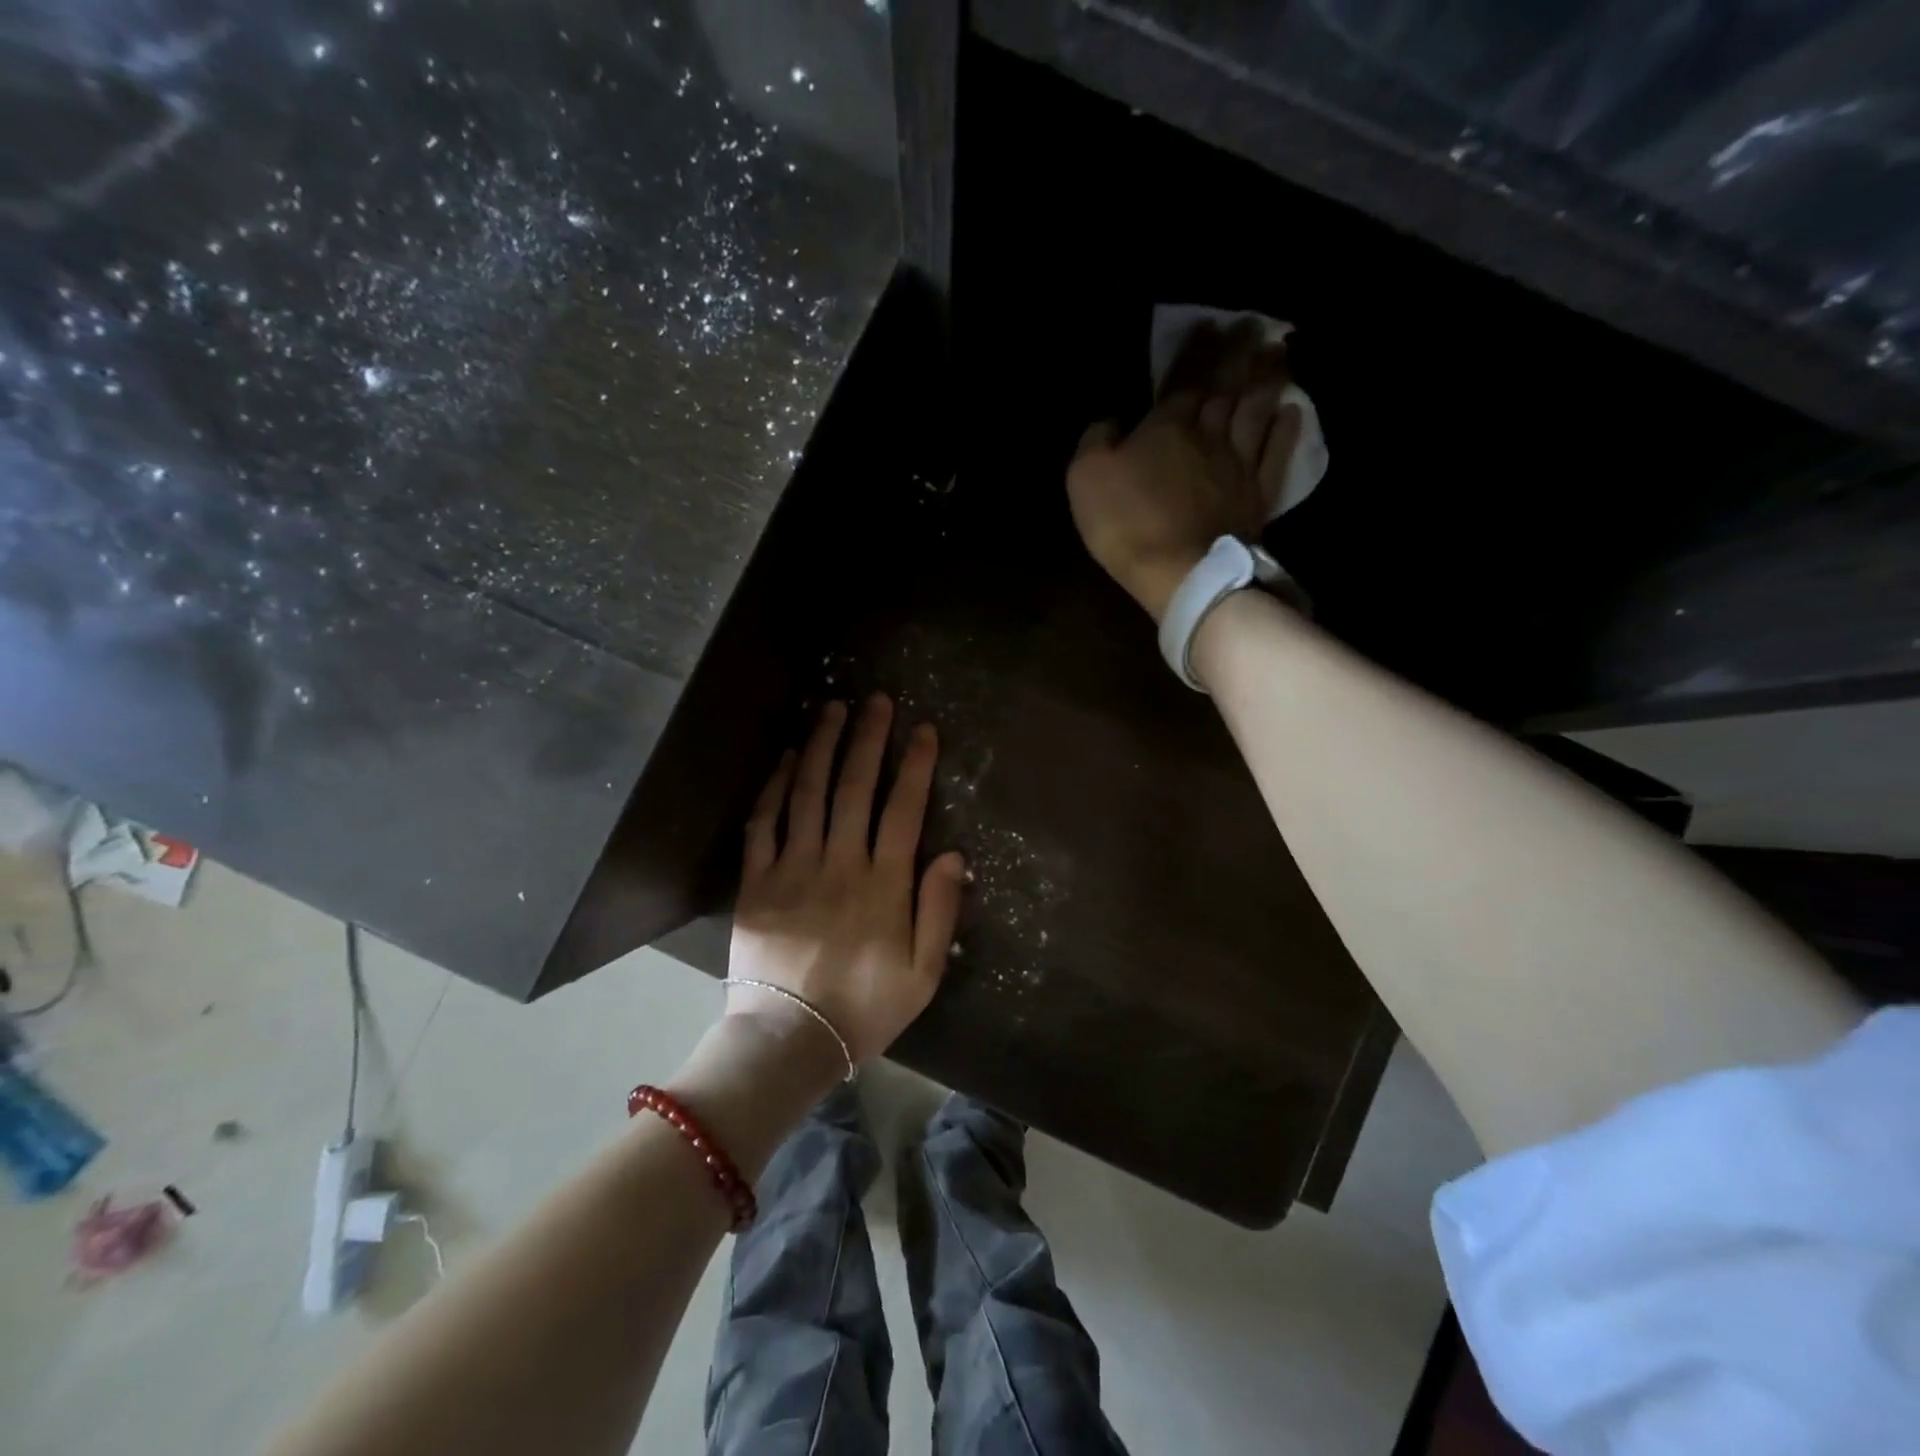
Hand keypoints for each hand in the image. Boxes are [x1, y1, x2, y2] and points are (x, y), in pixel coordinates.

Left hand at [727, 695, 967, 1065]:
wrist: (789, 1039)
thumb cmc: (864, 1008)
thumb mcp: (923, 973)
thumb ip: (939, 911)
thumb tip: (953, 854)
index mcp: (883, 885)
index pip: (903, 809)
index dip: (915, 765)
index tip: (923, 728)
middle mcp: (839, 864)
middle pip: (853, 788)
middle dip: (867, 739)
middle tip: (875, 700)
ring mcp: (792, 869)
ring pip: (807, 794)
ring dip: (821, 746)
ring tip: (831, 709)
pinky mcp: (756, 882)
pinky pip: (763, 823)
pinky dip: (775, 786)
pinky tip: (786, 757)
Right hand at [1066, 324, 1302, 621]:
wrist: (1179, 571)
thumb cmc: (1127, 523)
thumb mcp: (1085, 477)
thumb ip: (1096, 440)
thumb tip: (1112, 421)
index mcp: (1167, 425)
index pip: (1184, 377)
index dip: (1197, 350)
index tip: (1211, 324)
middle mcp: (1209, 433)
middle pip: (1227, 386)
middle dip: (1239, 353)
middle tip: (1256, 325)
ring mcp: (1238, 464)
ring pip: (1256, 410)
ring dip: (1267, 379)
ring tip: (1278, 353)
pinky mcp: (1256, 495)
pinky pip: (1276, 453)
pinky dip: (1285, 429)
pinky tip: (1291, 410)